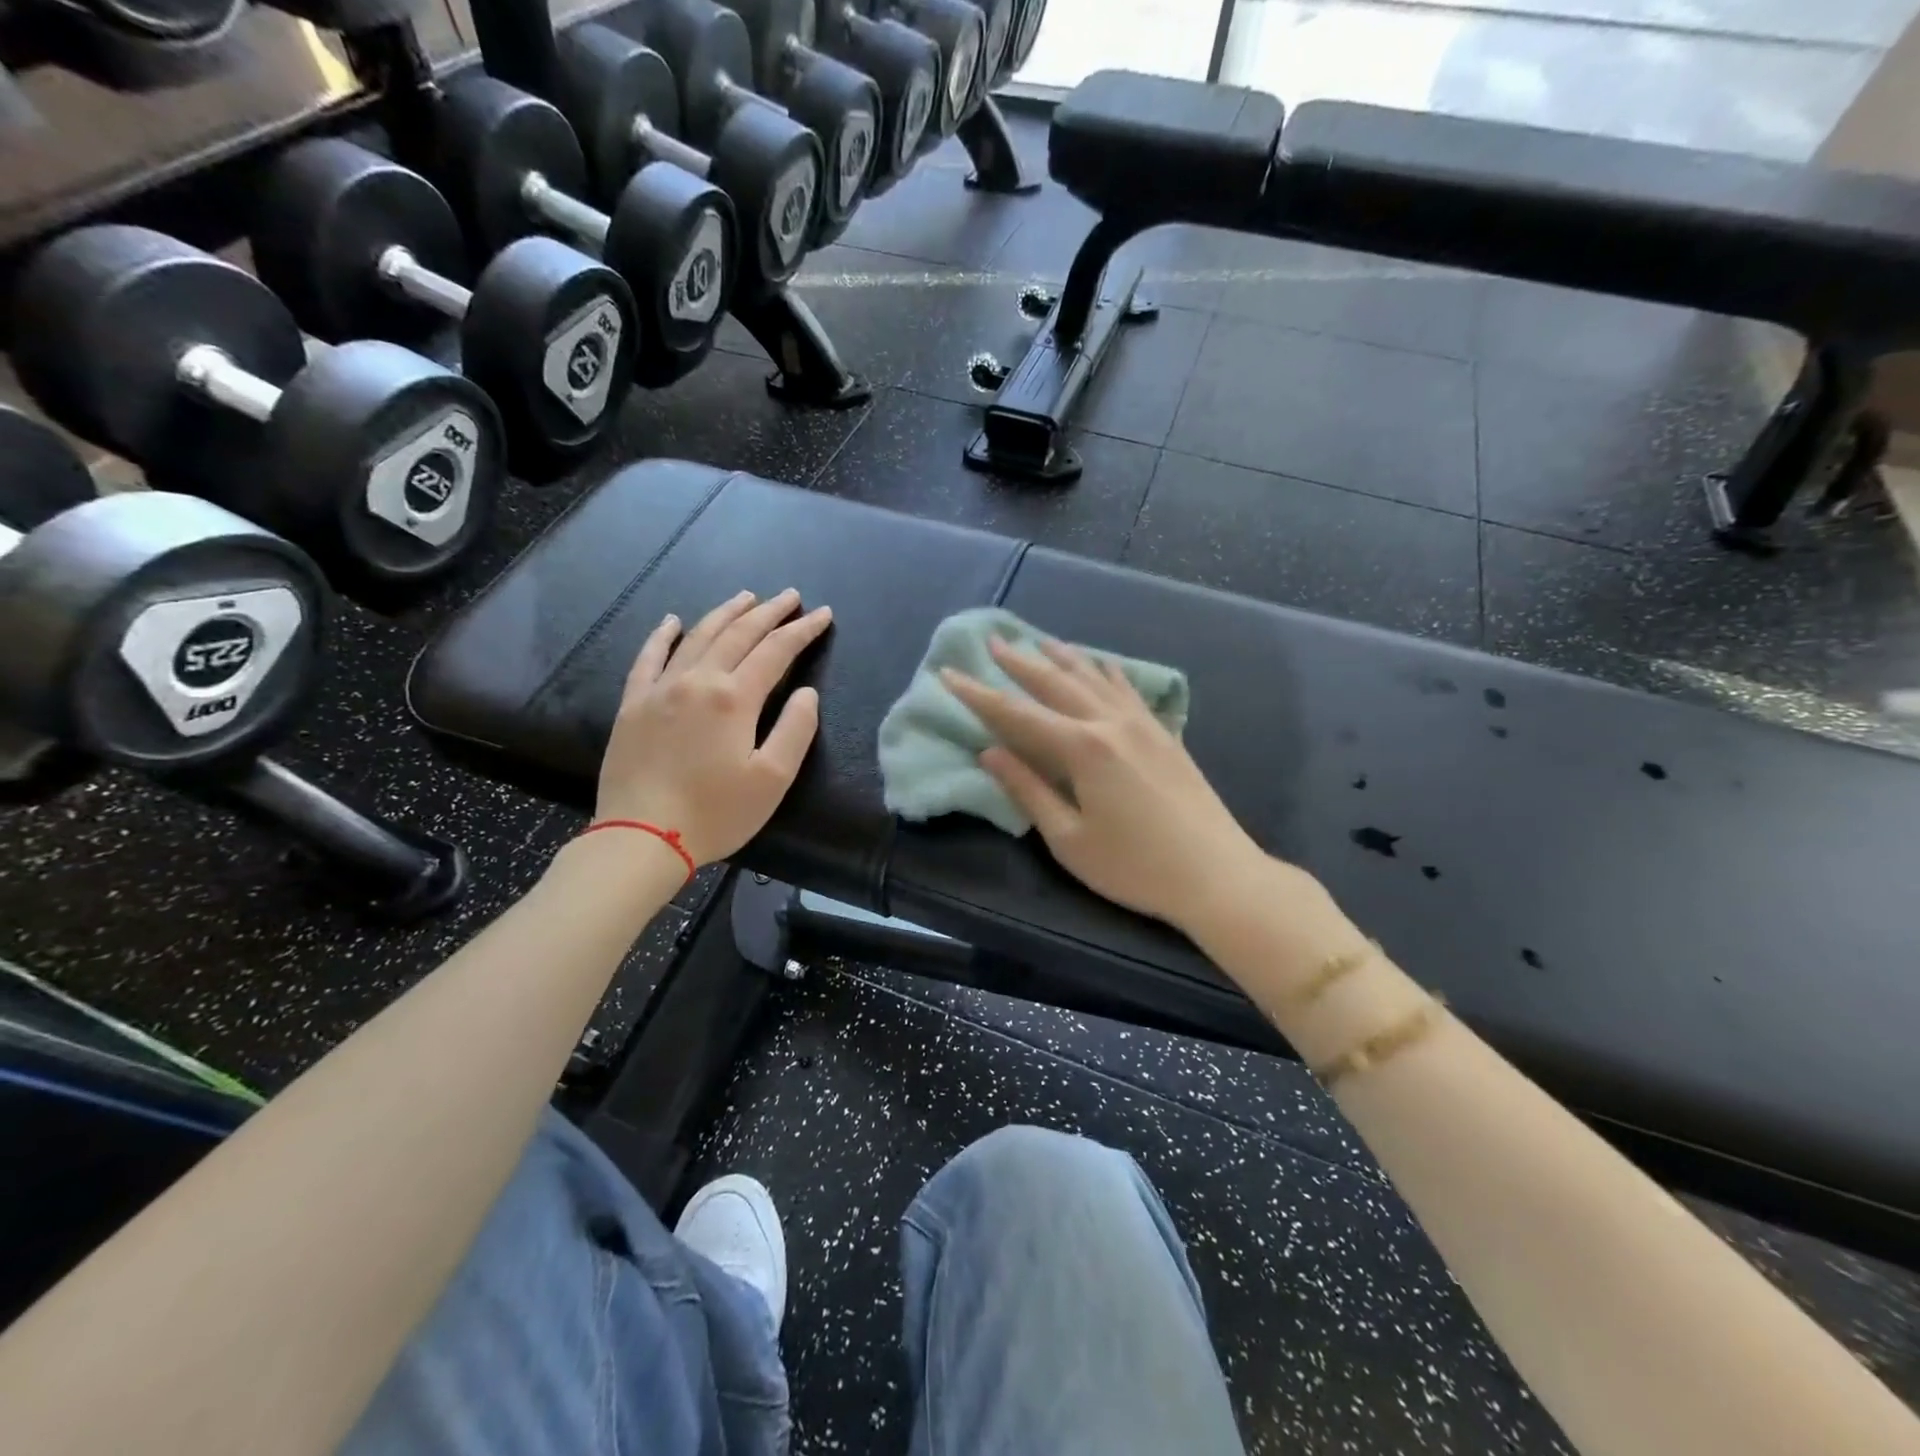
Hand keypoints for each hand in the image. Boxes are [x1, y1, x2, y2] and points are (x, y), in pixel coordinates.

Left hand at [595, 589, 831, 865]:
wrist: (641, 837)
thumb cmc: (716, 812)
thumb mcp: (772, 778)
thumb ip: (795, 729)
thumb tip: (806, 692)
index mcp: (735, 697)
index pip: (776, 651)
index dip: (802, 630)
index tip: (823, 614)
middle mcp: (697, 680)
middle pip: (738, 634)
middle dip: (769, 612)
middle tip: (791, 596)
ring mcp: (660, 689)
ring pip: (697, 636)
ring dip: (725, 613)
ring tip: (746, 597)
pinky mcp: (633, 704)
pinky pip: (648, 657)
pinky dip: (662, 635)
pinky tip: (672, 621)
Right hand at [943, 637, 1276, 935]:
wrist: (1217, 874)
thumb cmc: (1135, 866)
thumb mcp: (1069, 839)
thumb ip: (1028, 790)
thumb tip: (989, 753)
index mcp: (1082, 748)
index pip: (1017, 714)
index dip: (979, 695)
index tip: (949, 674)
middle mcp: (1110, 723)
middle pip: (1055, 683)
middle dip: (1020, 662)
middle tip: (993, 641)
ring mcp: (1142, 724)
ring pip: (1094, 678)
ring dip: (1063, 658)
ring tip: (1040, 640)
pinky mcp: (1164, 734)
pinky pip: (1128, 690)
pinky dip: (1107, 672)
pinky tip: (1101, 664)